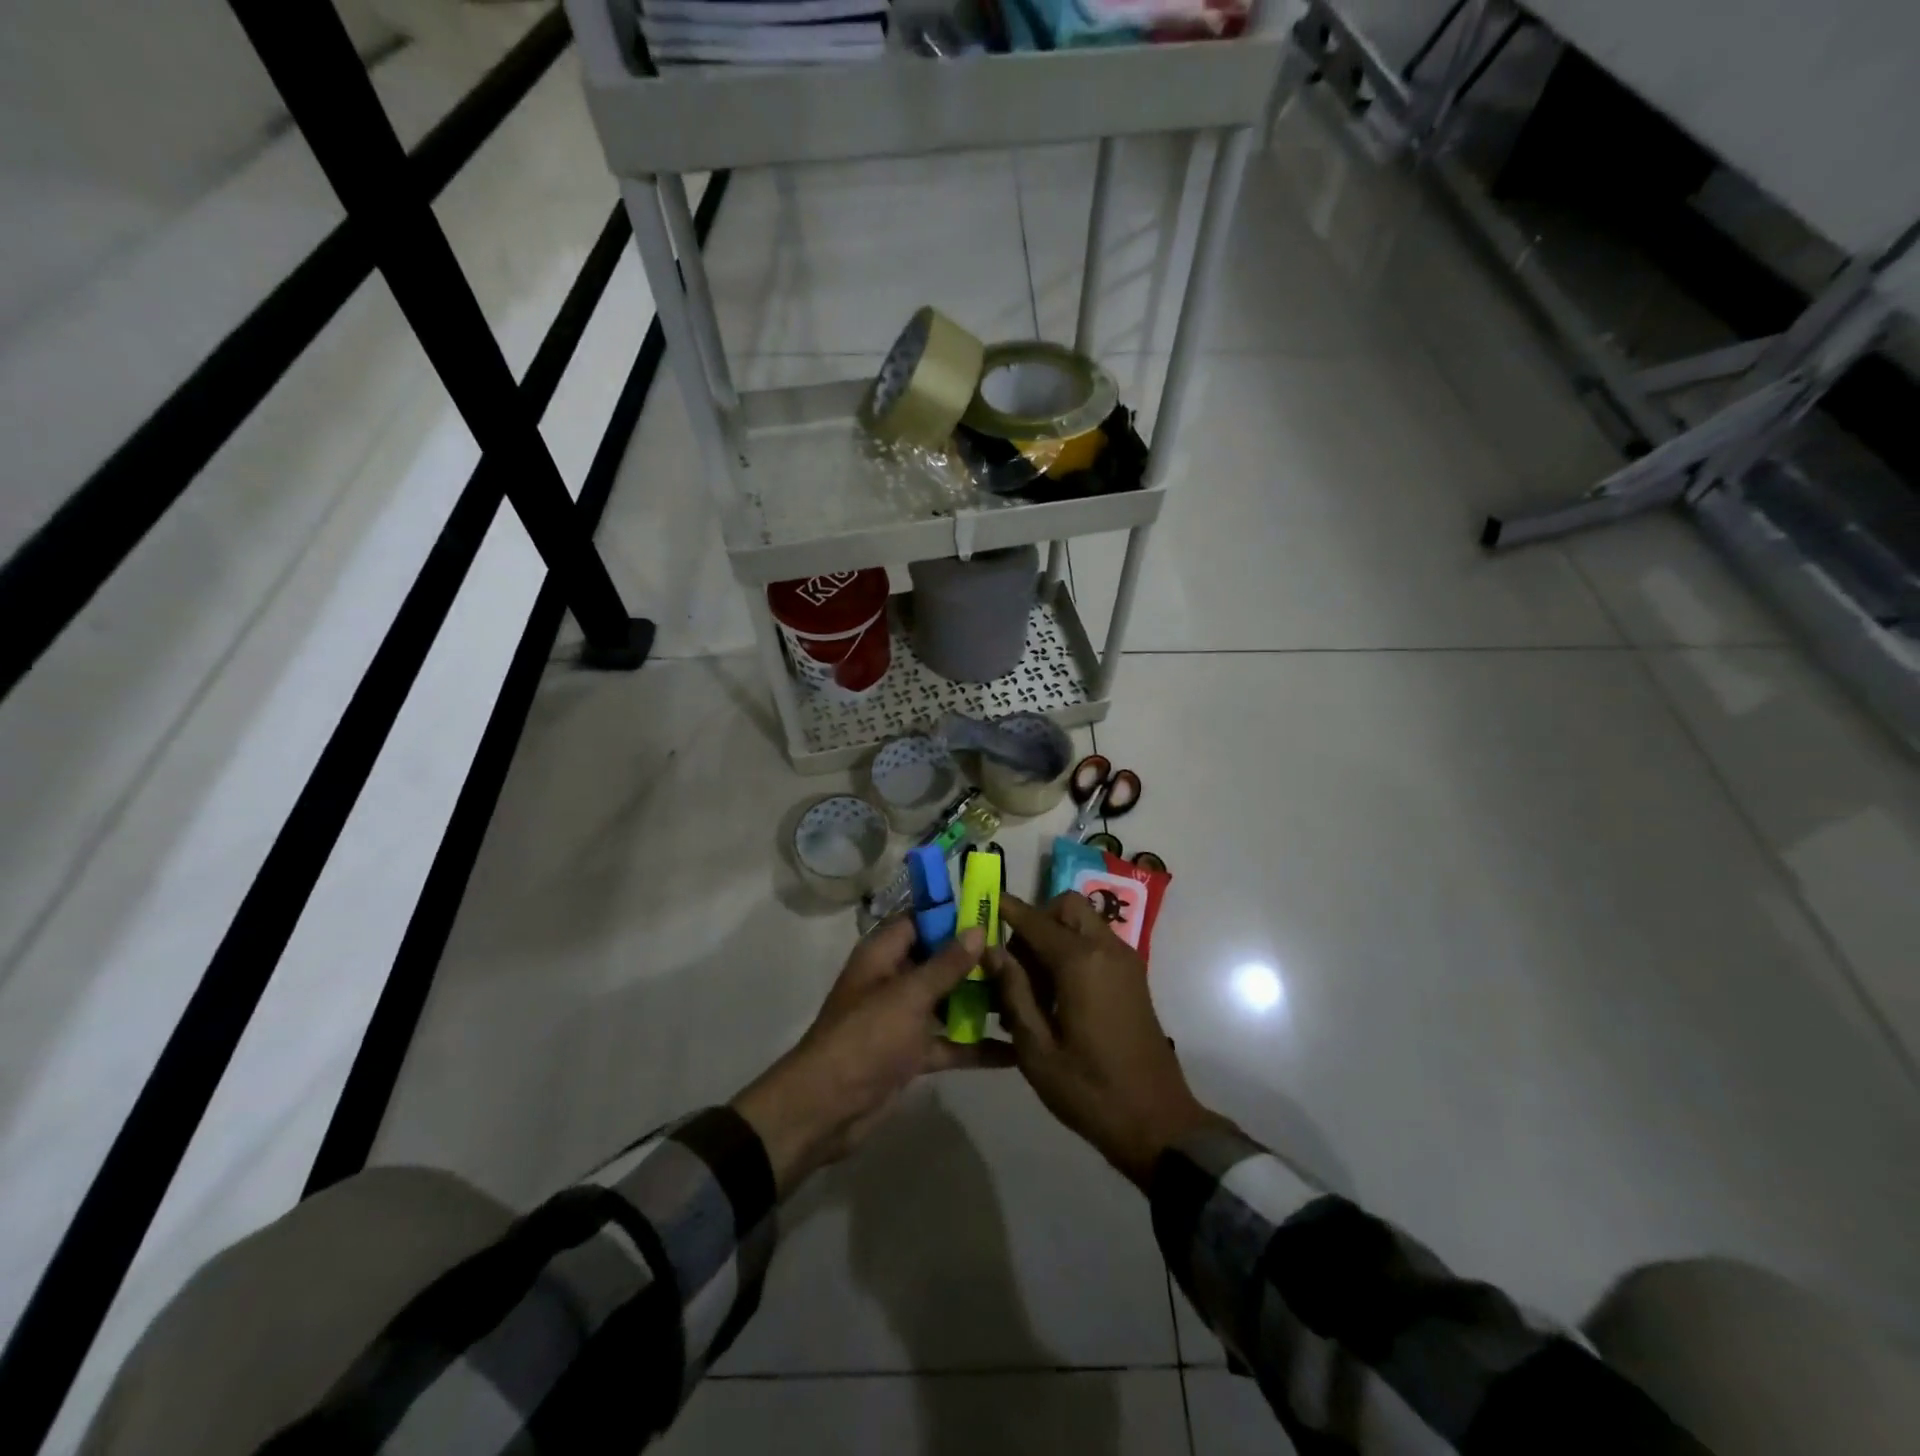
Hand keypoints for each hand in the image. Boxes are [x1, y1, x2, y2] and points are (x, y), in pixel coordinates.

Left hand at [732, 920, 1013, 1195]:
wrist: (826, 1109)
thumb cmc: (866, 1037)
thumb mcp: (909, 996)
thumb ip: (946, 964)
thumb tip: (977, 929)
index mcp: (883, 954)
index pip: (921, 921)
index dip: (954, 915)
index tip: (994, 913)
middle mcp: (894, 980)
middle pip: (939, 960)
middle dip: (976, 960)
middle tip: (1022, 958)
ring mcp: (903, 1018)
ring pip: (948, 1000)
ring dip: (981, 1001)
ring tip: (1028, 995)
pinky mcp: (912, 1053)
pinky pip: (949, 1042)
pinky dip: (976, 1046)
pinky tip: (1016, 1051)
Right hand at [989, 892, 1219, 1186]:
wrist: (1157, 1123)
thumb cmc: (1089, 1089)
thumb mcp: (1037, 1048)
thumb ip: (1013, 991)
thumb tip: (991, 950)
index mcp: (1080, 962)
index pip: (1035, 920)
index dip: (1006, 909)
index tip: (981, 901)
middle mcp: (1106, 949)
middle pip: (1066, 907)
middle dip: (1036, 921)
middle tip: (1014, 962)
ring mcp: (1125, 962)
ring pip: (1083, 923)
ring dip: (1054, 936)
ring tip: (1030, 987)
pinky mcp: (1133, 978)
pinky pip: (1096, 944)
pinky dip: (1073, 950)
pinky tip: (1055, 996)